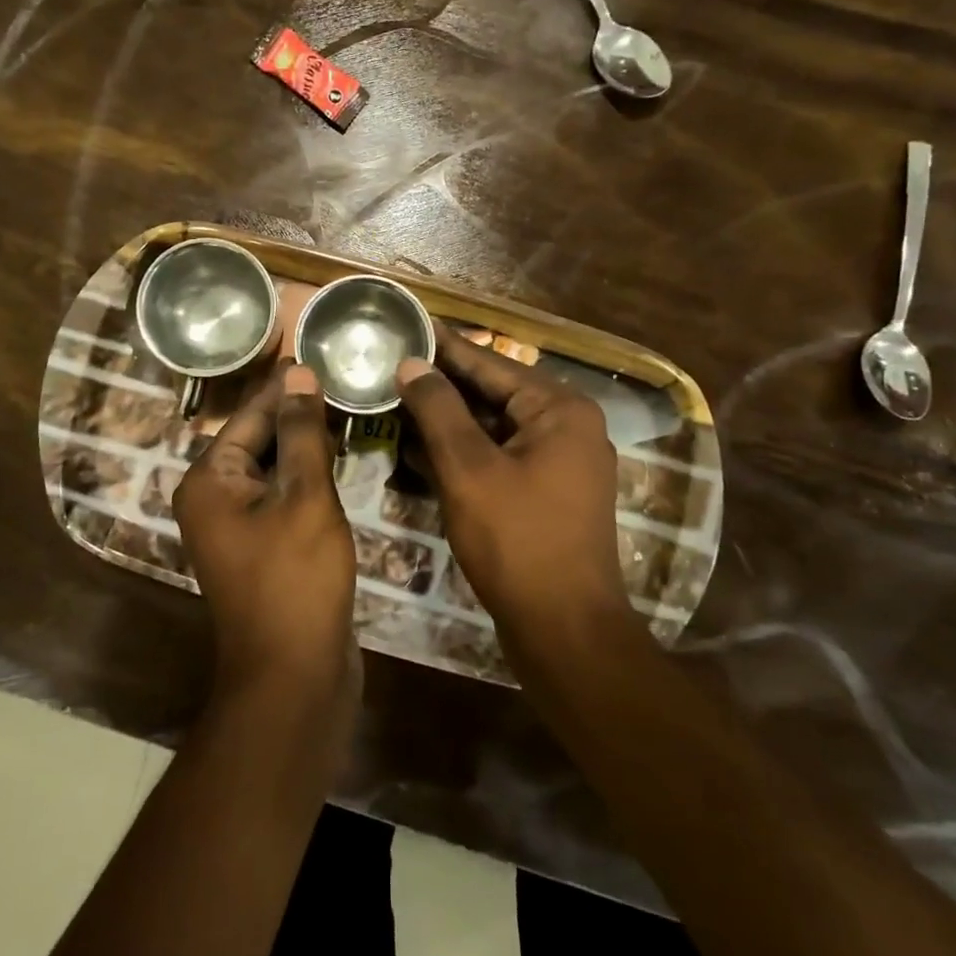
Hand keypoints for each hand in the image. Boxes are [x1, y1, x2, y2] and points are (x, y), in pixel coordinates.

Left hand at [174, 361, 358, 712]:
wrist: (294, 676)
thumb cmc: (296, 580)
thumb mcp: (304, 497)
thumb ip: (301, 433)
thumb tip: (298, 374)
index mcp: (208, 481)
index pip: (249, 415)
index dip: (284, 385)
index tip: (314, 352)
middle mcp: (212, 499)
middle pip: (257, 440)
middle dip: (296, 412)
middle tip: (340, 376)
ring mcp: (235, 527)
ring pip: (272, 470)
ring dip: (305, 444)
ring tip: (346, 406)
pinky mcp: (261, 548)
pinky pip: (281, 498)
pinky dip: (307, 478)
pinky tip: (339, 458)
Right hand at [395, 330, 625, 637]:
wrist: (564, 629)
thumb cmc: (517, 541)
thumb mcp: (469, 469)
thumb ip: (438, 410)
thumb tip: (412, 363)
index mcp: (559, 409)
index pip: (490, 363)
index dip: (443, 346)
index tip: (405, 325)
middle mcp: (567, 427)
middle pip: (492, 394)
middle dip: (440, 386)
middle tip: (389, 365)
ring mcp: (559, 462)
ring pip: (493, 428)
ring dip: (446, 421)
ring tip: (394, 401)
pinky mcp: (546, 492)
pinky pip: (498, 458)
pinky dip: (462, 453)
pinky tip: (418, 449)